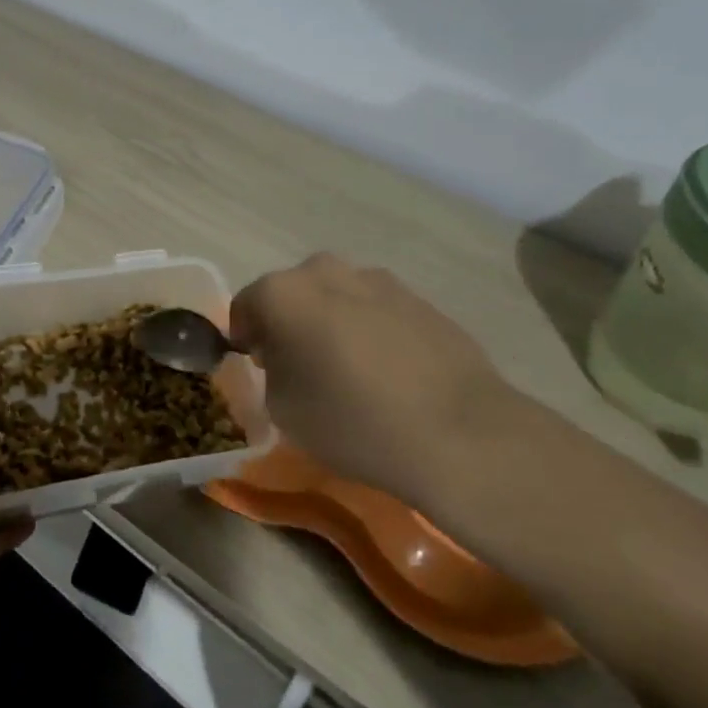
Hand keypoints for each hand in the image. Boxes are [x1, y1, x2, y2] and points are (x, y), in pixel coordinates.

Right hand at [230, 253, 516, 503]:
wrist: (463, 435)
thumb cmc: (355, 422)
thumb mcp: (283, 410)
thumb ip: (270, 373)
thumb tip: (282, 359)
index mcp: (284, 292)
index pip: (245, 305)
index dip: (246, 337)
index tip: (257, 368)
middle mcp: (325, 271)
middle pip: (292, 294)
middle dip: (289, 323)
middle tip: (301, 367)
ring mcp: (377, 280)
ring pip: (336, 297)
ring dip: (331, 322)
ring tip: (350, 370)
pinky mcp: (419, 298)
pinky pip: (376, 309)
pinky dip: (371, 330)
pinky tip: (389, 372)